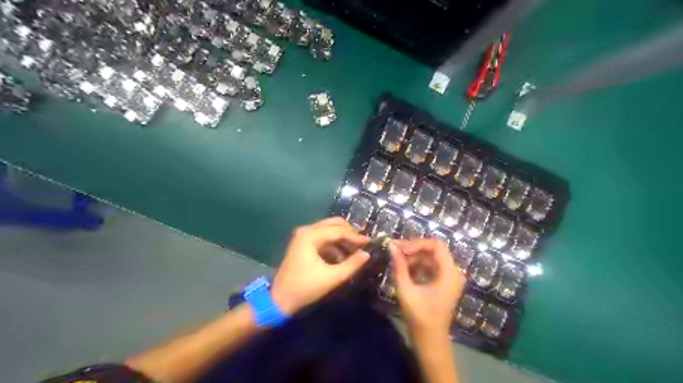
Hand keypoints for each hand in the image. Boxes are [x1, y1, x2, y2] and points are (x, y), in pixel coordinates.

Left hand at [269, 216, 371, 315]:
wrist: (280, 299)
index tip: (369, 242)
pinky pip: (323, 237)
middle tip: (362, 244)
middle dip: (349, 233)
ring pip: (329, 230)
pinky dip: (334, 244)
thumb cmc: (306, 288)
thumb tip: (367, 254)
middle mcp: (306, 231)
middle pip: (333, 224)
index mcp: (310, 236)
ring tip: (355, 251)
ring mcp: (303, 236)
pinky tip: (342, 257)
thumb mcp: (332, 278)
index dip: (355, 236)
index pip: (338, 230)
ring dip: (342, 239)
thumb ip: (351, 264)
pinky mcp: (303, 243)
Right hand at [389, 239, 464, 337]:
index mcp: (449, 273)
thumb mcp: (406, 290)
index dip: (417, 243)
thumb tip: (391, 247)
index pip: (436, 245)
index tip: (400, 249)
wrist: (430, 341)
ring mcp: (448, 277)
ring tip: (396, 259)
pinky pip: (430, 267)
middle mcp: (452, 272)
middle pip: (433, 250)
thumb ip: (399, 267)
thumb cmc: (420, 317)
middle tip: (394, 250)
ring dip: (414, 257)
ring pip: (430, 258)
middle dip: (413, 248)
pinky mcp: (443, 283)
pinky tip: (403, 269)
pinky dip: (417, 265)